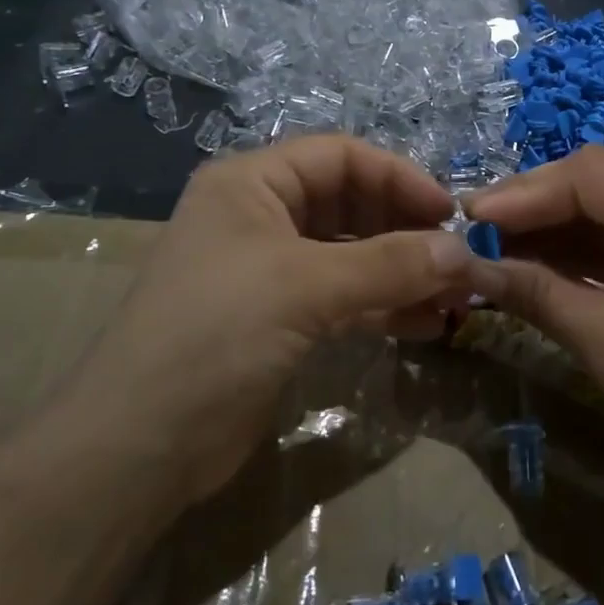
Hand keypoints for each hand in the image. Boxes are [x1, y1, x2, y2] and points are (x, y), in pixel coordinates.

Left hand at [62, 135, 475, 505]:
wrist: (138, 447)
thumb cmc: (215, 335)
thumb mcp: (305, 287)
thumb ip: (389, 264)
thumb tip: (464, 252)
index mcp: (252, 184)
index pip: (341, 157)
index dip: (399, 177)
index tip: (449, 215)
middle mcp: (261, 217)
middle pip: (352, 204)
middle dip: (407, 230)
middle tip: (459, 262)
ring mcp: (271, 271)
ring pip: (354, 255)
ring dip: (404, 272)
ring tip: (456, 298)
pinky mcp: (281, 320)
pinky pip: (346, 297)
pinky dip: (385, 306)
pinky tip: (426, 325)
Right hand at [465, 146, 603, 506]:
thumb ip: (537, 293)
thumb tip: (468, 265)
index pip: (592, 175)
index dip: (523, 193)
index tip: (467, 217)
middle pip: (602, 181)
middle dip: (536, 207)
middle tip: (477, 233)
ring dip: (556, 227)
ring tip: (497, 249)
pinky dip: (585, 249)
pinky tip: (540, 261)